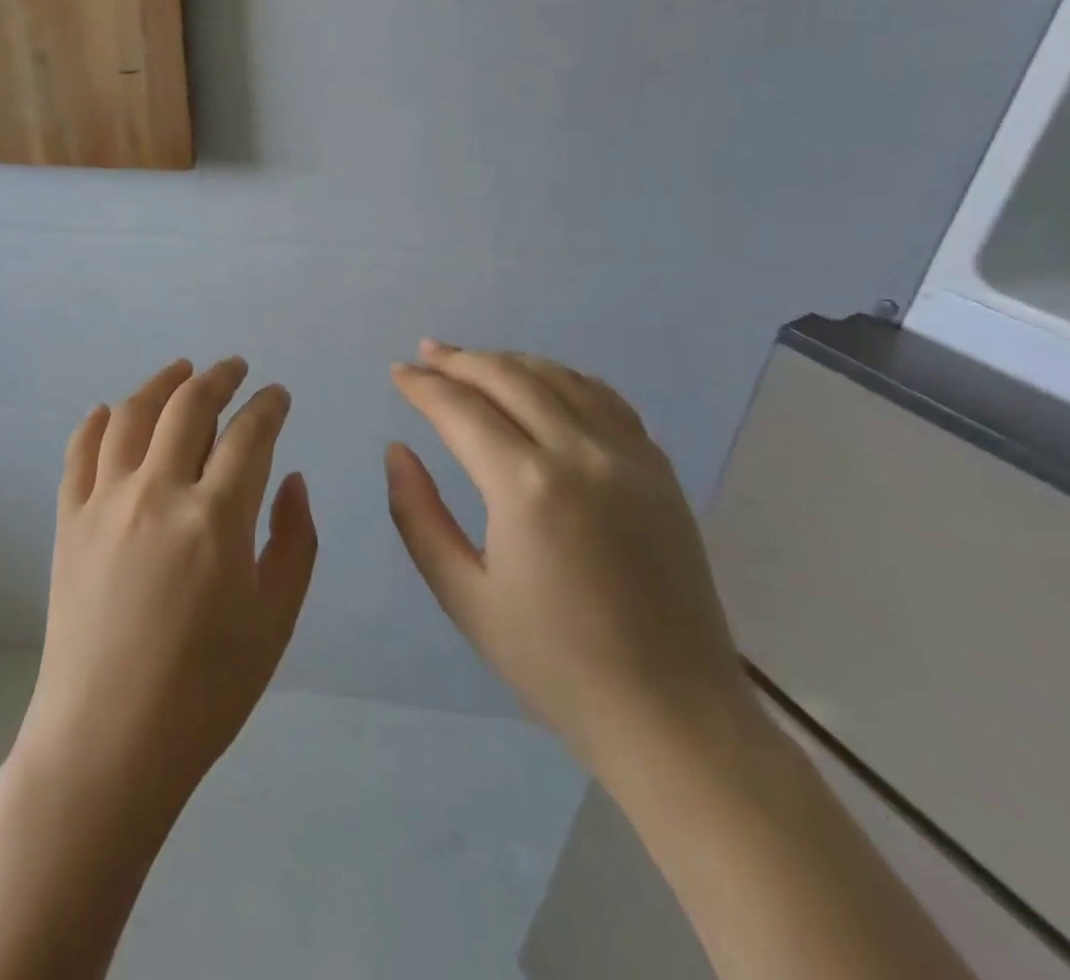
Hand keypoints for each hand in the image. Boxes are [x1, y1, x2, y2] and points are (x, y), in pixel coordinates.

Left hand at [15, 358, 317, 817]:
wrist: (108, 741)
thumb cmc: (206, 691)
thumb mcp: (275, 621)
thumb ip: (294, 541)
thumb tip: (292, 478)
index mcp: (216, 518)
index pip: (250, 433)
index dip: (269, 405)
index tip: (278, 395)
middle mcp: (157, 492)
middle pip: (189, 406)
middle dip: (219, 377)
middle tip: (235, 368)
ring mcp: (105, 501)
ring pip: (132, 414)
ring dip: (160, 383)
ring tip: (180, 370)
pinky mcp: (69, 519)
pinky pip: (80, 451)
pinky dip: (98, 421)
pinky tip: (112, 411)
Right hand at [387, 341, 755, 778]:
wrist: (672, 715)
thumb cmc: (553, 662)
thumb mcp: (463, 595)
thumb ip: (418, 514)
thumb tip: (397, 451)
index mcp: (526, 488)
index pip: (461, 409)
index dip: (423, 386)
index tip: (397, 373)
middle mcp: (581, 455)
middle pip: (509, 377)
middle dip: (460, 360)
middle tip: (425, 354)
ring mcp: (630, 457)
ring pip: (559, 378)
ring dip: (508, 361)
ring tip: (472, 360)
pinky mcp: (659, 471)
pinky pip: (605, 399)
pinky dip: (562, 378)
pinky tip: (541, 382)